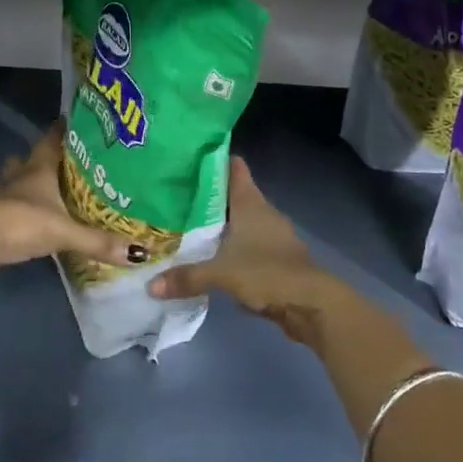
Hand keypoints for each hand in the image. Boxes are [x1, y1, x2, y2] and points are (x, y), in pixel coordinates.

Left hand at [0, 126, 130, 288]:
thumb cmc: (21, 223)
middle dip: (36, 158)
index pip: (50, 140)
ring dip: (13, 180)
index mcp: (38, 170)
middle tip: (55, 162)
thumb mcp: (65, 232)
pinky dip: (5, 208)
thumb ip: (99, 242)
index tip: (71, 121)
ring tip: (29, 187)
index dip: (60, 130)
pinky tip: (14, 218)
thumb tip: (140, 252)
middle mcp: (17, 178)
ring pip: (4, 180)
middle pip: (24, 159)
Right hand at [146, 157, 343, 344]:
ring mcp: (273, 235)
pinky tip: (214, 256)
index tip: (190, 157)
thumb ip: (187, 277)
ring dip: (222, 224)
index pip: (234, 169)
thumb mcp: (221, 274)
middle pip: (234, 195)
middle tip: (178, 195)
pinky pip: (249, 244)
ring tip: (189, 226)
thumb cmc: (267, 273)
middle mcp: (263, 212)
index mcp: (251, 203)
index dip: (215, 160)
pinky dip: (233, 247)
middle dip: (210, 195)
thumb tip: (151, 285)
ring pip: (242, 221)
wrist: (311, 303)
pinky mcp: (277, 258)